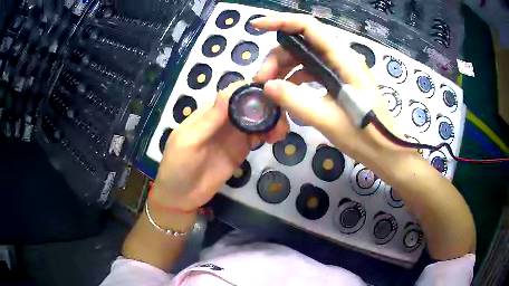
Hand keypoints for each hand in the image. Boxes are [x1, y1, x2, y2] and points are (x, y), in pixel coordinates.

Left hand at [152, 81, 288, 210]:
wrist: (181, 196)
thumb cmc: (178, 166)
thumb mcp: (189, 141)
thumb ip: (209, 119)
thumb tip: (228, 92)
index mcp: (209, 112)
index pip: (232, 93)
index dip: (250, 90)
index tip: (270, 95)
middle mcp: (224, 119)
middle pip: (249, 104)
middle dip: (267, 106)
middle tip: (281, 118)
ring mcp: (233, 134)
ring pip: (256, 119)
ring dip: (271, 120)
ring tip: (281, 132)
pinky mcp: (241, 149)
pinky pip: (257, 136)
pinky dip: (268, 134)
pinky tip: (276, 138)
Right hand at [252, 14, 405, 163]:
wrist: (385, 151)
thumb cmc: (364, 136)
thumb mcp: (327, 119)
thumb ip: (296, 100)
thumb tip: (267, 86)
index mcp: (343, 60)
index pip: (309, 27)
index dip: (281, 22)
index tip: (256, 26)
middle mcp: (341, 58)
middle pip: (302, 43)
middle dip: (278, 57)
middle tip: (261, 81)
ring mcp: (340, 69)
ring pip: (305, 58)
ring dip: (285, 69)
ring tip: (270, 90)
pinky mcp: (339, 81)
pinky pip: (312, 72)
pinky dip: (296, 79)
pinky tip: (287, 95)